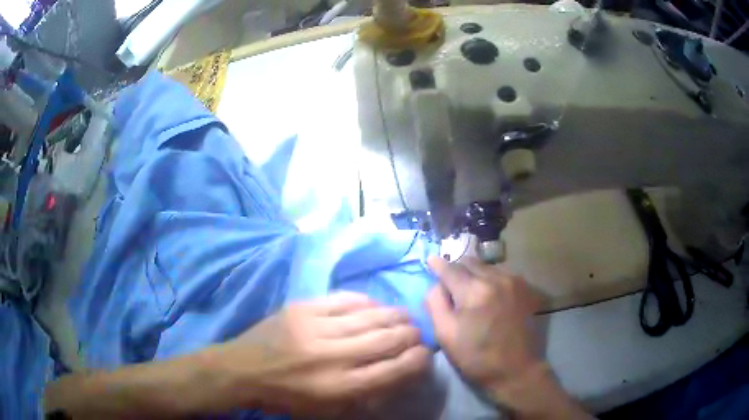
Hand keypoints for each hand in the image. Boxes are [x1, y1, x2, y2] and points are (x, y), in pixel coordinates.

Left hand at [214, 292, 430, 417]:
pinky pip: (345, 299)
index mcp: (339, 388)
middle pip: (387, 339)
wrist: (243, 370)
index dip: (417, 360)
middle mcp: (332, 357)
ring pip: (370, 316)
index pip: (393, 370)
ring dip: (395, 316)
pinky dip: (366, 302)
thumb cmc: (288, 398)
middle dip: (410, 335)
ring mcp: (316, 328)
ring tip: (403, 317)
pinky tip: (374, 306)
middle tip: (416, 333)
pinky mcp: (302, 308)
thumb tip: (397, 374)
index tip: (425, 354)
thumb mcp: (327, 411)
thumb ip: (365, 396)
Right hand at [426, 256, 589, 418]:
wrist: (515, 369)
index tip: (430, 260)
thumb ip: (435, 303)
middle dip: (457, 268)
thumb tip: (436, 284)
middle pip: (470, 262)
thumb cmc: (476, 356)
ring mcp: (514, 281)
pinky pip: (502, 274)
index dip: (438, 264)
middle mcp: (496, 278)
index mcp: (474, 291)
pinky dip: (491, 279)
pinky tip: (489, 294)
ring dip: (475, 273)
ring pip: (487, 266)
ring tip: (470, 290)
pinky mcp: (525, 288)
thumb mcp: (445, 335)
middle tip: (449, 281)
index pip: (450, 268)